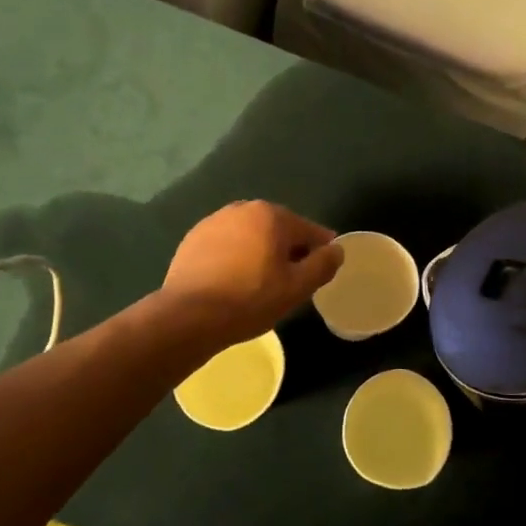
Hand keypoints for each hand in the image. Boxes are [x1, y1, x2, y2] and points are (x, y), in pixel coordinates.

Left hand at [161, 202, 342, 349]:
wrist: (188, 316)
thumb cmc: (250, 300)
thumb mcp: (297, 288)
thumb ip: (323, 264)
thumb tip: (337, 249)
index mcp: (272, 215)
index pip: (309, 230)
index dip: (321, 250)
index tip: (322, 270)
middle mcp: (243, 209)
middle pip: (279, 229)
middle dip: (289, 249)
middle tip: (291, 280)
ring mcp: (214, 221)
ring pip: (251, 235)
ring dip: (261, 251)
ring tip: (261, 282)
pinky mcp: (193, 239)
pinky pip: (227, 244)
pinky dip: (236, 256)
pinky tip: (233, 280)